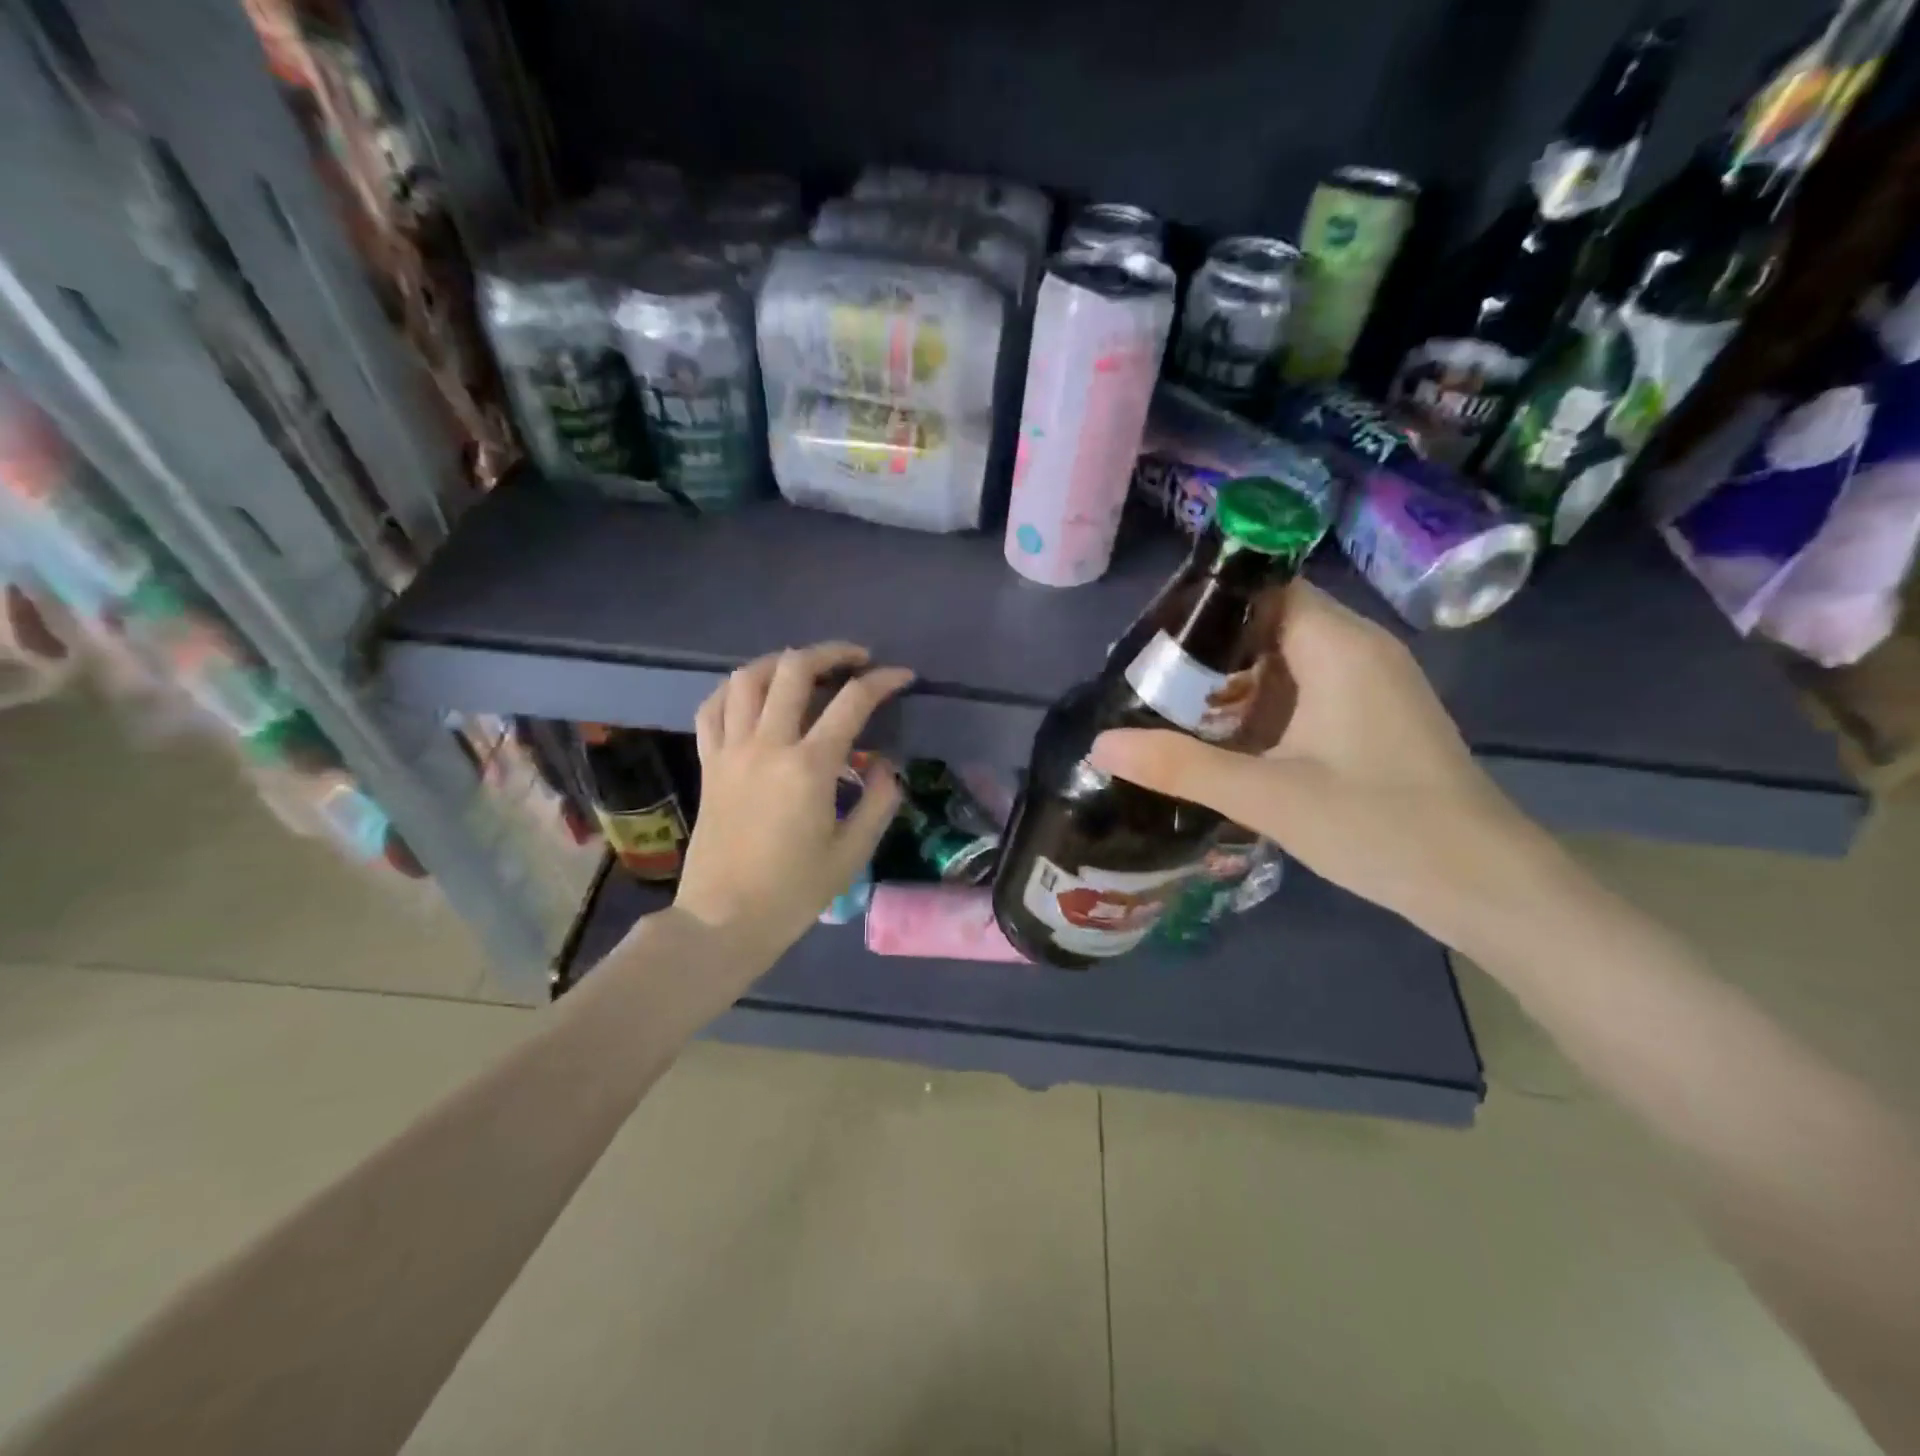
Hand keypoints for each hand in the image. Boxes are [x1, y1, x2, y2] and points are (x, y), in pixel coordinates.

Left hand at [676, 642, 910, 967]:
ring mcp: (730, 750)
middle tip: (856, 659)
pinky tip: (753, 694)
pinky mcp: (708, 763)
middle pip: (794, 669)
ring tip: (804, 667)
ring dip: (780, 662)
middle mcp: (767, 745)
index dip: (883, 681)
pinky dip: (734, 689)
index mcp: (809, 767)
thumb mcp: (852, 853)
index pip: (852, 702)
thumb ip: (878, 801)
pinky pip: (712, 707)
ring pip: (747, 678)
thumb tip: (886, 764)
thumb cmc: (793, 892)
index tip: (902, 677)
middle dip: (831, 652)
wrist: (723, 920)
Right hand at [1089, 582, 1567, 950]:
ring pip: (1285, 658)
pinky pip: (1304, 689)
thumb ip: (1182, 767)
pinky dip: (1261, 704)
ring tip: (1167, 704)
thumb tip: (1101, 744)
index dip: (1205, 600)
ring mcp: (1370, 684)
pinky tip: (1222, 737)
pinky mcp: (1371, 717)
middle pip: (1269, 620)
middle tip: (1145, 677)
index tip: (1149, 634)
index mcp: (1339, 645)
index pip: (1264, 586)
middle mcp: (1359, 650)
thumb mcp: (1269, 797)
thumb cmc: (1382, 827)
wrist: (1484, 886)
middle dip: (1207, 646)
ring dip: (1231, 679)